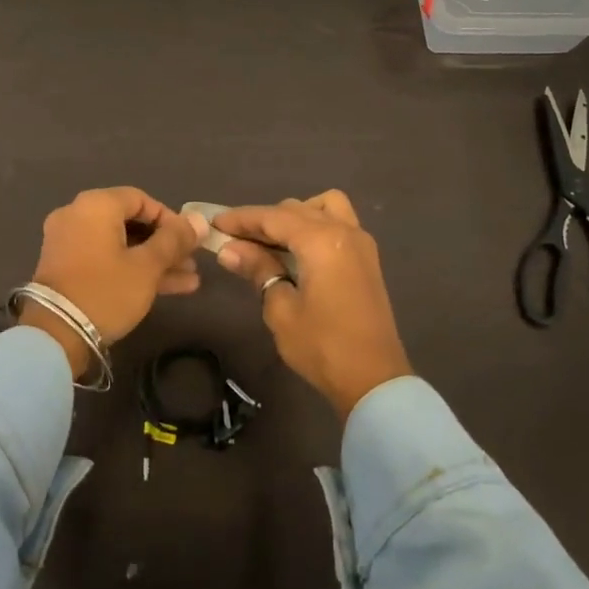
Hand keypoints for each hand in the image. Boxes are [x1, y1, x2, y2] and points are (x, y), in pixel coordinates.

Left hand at [21, 188, 203, 375]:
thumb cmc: (106, 291)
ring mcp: (68, 241)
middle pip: (131, 222)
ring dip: (153, 260)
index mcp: (96, 205)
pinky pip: (105, 258)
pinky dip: (130, 268)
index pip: (142, 199)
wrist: (56, 335)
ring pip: (120, 244)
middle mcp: (77, 215)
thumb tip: (198, 220)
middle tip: (191, 263)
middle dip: (165, 245)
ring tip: (188, 280)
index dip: (171, 219)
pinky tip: (166, 288)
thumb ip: (175, 240)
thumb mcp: (147, 266)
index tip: (190, 242)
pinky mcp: (66, 266)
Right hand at [212, 190, 411, 418]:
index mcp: (322, 241)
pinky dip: (314, 226)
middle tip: (234, 240)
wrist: (374, 380)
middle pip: (296, 209)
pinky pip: (337, 224)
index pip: (273, 217)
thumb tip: (230, 250)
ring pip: (322, 208)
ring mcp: (360, 243)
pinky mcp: (367, 258)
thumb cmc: (322, 346)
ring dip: (294, 217)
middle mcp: (344, 231)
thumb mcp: (281, 309)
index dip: (241, 219)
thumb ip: (258, 270)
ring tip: (270, 242)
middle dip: (263, 220)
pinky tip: (296, 251)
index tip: (214, 223)